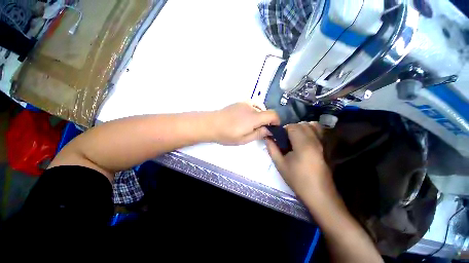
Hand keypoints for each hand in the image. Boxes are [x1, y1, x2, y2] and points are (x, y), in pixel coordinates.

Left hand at [211, 102, 279, 144]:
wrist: (211, 124)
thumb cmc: (227, 134)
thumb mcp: (244, 139)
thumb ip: (259, 134)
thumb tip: (270, 130)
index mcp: (254, 117)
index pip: (273, 114)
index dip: (276, 121)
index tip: (273, 129)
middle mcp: (251, 107)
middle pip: (266, 112)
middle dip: (266, 121)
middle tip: (259, 131)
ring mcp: (245, 103)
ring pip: (259, 109)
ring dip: (259, 117)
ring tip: (250, 125)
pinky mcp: (239, 102)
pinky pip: (252, 106)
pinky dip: (253, 112)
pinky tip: (245, 119)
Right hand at [265, 122, 335, 201]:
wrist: (319, 193)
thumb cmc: (297, 180)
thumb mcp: (280, 164)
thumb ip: (272, 148)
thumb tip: (267, 137)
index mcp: (303, 145)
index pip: (292, 127)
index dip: (283, 130)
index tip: (279, 137)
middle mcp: (315, 140)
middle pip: (302, 124)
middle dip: (291, 128)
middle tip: (285, 139)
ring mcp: (323, 143)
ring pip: (312, 125)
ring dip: (301, 128)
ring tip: (295, 138)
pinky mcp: (327, 147)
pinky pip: (319, 131)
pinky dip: (311, 130)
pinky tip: (305, 139)